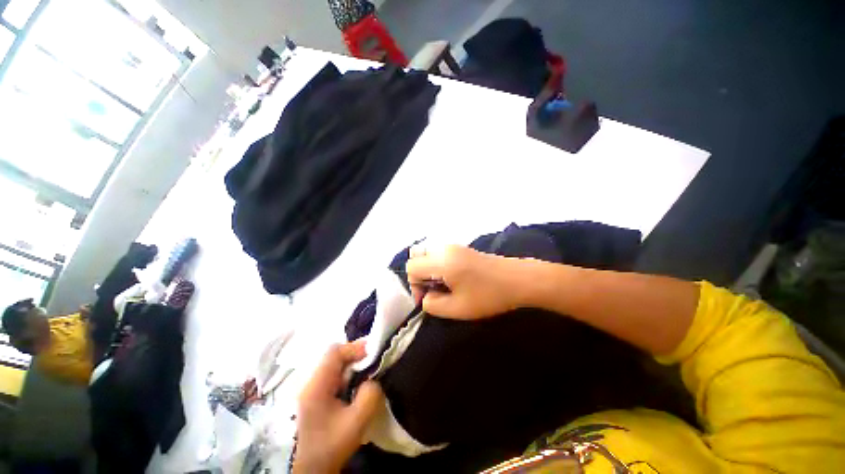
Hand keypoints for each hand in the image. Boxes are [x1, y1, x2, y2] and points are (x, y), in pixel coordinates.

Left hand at [294, 341, 383, 473]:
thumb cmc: (331, 446)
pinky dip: (347, 375)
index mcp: (316, 386)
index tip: (373, 353)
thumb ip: (369, 395)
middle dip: (355, 356)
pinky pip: (333, 376)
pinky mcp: (315, 396)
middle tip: (373, 362)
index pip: (335, 352)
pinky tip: (356, 386)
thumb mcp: (356, 423)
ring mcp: (311, 389)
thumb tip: (373, 379)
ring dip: (352, 365)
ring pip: (334, 365)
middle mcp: (311, 382)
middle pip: (334, 356)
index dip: (355, 348)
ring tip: (367, 373)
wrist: (311, 470)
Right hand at [406, 244, 527, 319]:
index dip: (415, 285)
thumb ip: (433, 305)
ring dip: (430, 271)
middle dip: (421, 276)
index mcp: (441, 260)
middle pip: (418, 257)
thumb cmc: (489, 295)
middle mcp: (445, 248)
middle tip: (435, 291)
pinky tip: (455, 278)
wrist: (519, 280)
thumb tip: (425, 297)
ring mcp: (454, 246)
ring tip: (446, 286)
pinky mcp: (462, 248)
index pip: (412, 266)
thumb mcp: (457, 308)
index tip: (429, 298)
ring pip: (429, 254)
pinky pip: (440, 254)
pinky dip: (439, 266)